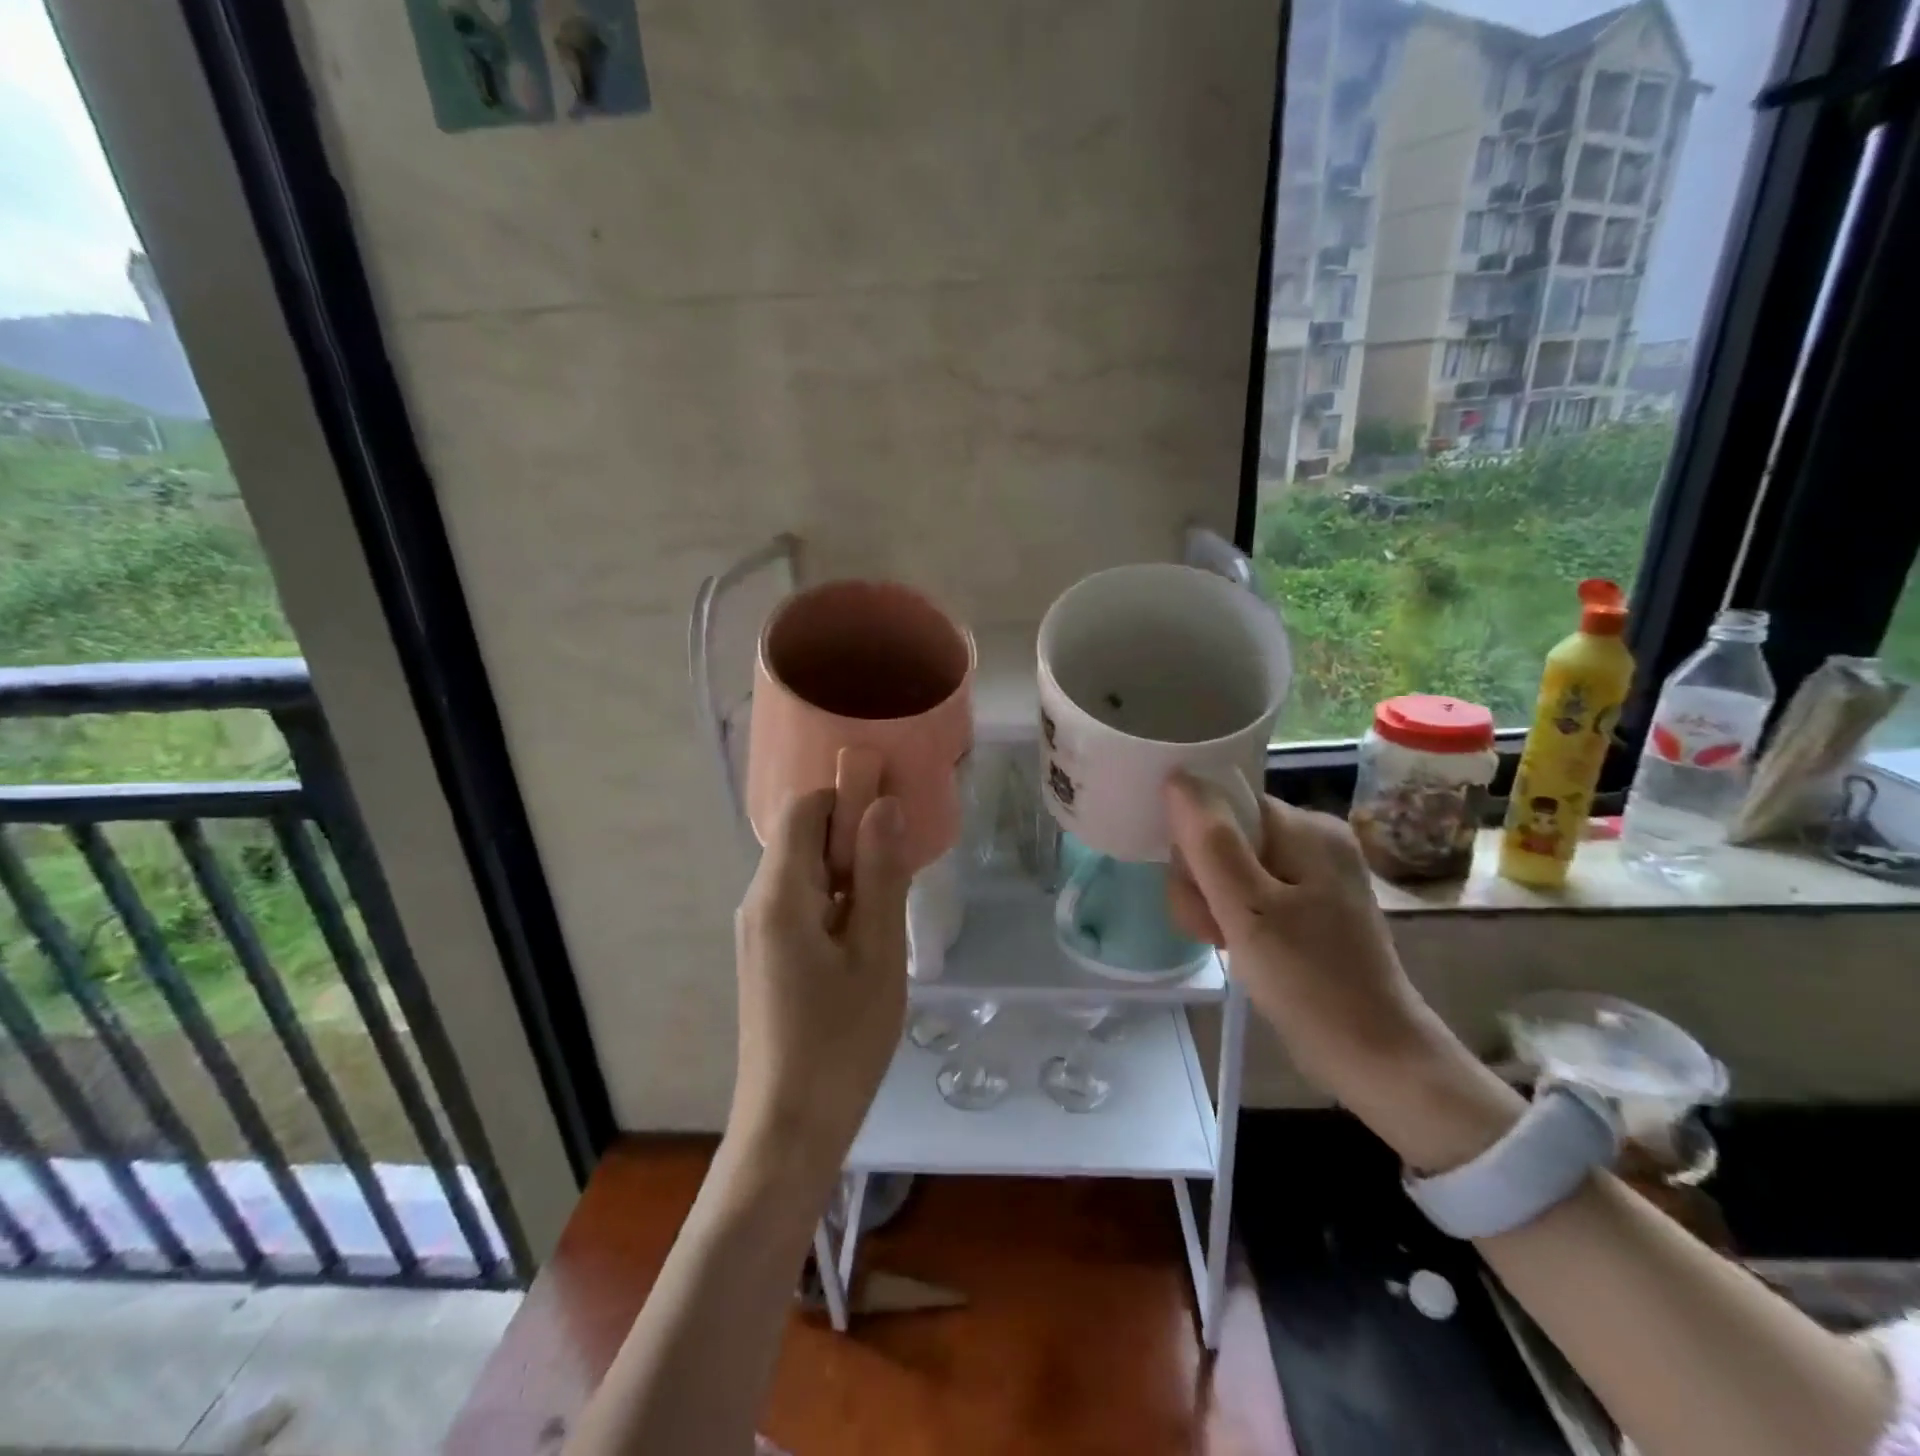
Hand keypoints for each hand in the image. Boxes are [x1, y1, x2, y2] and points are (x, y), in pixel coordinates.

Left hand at [728, 786, 911, 1191]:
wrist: (789, 1127)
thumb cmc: (841, 1040)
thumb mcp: (876, 953)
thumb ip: (881, 874)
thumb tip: (884, 805)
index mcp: (779, 893)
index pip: (804, 808)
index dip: (847, 800)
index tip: (892, 825)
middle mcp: (758, 902)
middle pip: (802, 837)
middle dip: (852, 840)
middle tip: (901, 875)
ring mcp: (757, 931)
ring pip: (805, 871)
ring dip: (849, 874)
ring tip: (889, 912)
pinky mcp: (766, 955)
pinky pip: (801, 903)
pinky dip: (836, 902)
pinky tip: (866, 939)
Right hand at [1163, 772, 1428, 1101]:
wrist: (1375, 1057)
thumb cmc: (1310, 982)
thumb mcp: (1248, 910)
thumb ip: (1210, 842)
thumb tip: (1178, 777)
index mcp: (1307, 828)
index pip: (1224, 804)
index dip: (1195, 841)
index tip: (1197, 890)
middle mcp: (1314, 839)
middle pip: (1225, 834)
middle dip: (1202, 879)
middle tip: (1212, 927)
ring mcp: (1314, 874)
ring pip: (1231, 865)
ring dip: (1211, 901)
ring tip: (1221, 941)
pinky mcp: (1310, 905)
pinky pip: (1251, 890)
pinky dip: (1232, 914)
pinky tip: (1234, 944)